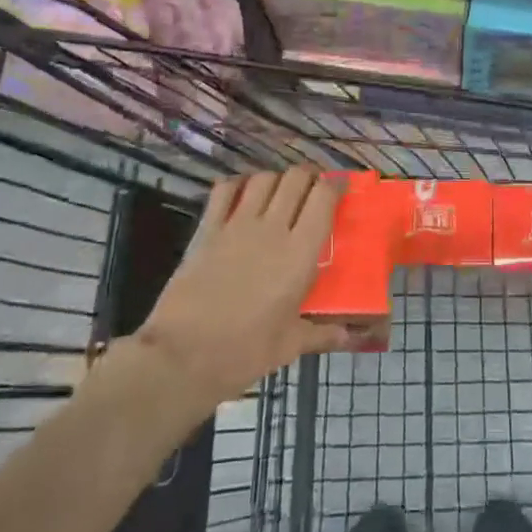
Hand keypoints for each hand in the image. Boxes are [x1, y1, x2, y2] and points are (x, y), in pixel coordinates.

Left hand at [129, 167, 348, 405]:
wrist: (182, 355)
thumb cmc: (244, 352)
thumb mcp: (289, 345)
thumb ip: (322, 333)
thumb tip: (349, 337)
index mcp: (299, 253)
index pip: (323, 198)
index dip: (335, 185)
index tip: (341, 187)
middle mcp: (272, 228)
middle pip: (296, 179)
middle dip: (310, 176)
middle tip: (314, 188)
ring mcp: (237, 225)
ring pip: (264, 178)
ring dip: (277, 179)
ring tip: (281, 191)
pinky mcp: (208, 230)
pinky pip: (225, 190)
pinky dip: (238, 184)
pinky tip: (243, 193)